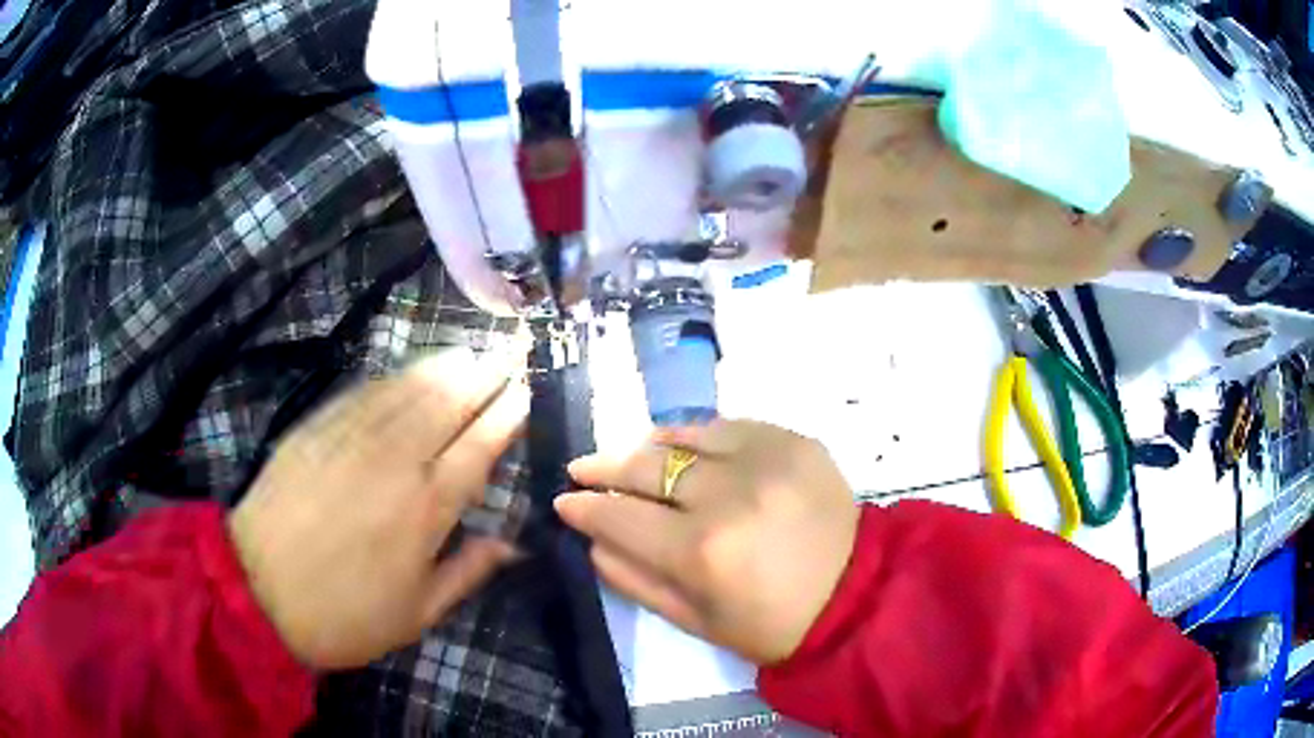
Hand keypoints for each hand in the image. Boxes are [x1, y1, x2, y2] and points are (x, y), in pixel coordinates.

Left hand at [227, 348, 528, 669]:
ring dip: (443, 366)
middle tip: (506, 354)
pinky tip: (406, 371)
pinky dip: (393, 377)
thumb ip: (467, 574)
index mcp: (426, 508)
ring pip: (408, 388)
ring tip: (468, 351)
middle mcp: (395, 461)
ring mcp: (351, 437)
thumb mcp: (416, 615)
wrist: (258, 592)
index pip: (478, 446)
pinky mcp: (316, 428)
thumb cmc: (345, 614)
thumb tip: (512, 545)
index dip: (506, 415)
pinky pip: (364, 391)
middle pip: (448, 402)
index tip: (526, 392)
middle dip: (483, 374)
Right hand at [556, 420, 858, 664]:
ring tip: (630, 456)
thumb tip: (593, 541)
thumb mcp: (695, 622)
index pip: (620, 517)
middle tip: (581, 468)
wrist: (857, 595)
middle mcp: (728, 495)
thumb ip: (634, 580)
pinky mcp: (793, 441)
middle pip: (645, 467)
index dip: (585, 508)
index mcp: (701, 552)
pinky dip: (698, 435)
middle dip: (603, 467)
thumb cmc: (772, 624)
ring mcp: (765, 459)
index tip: (566, 501)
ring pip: (683, 436)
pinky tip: (685, 447)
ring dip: (647, 447)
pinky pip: (728, 426)